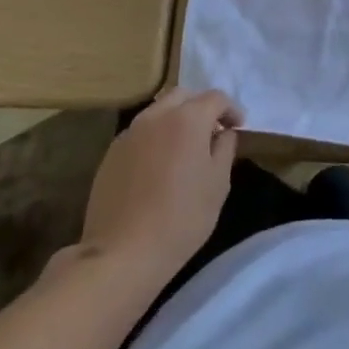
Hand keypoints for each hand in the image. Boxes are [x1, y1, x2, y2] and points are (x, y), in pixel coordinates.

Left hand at [76, 88, 240, 274]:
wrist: (123, 252)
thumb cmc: (182, 217)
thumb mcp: (219, 183)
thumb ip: (225, 149)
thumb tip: (223, 134)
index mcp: (188, 119)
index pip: (215, 98)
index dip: (231, 109)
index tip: (238, 127)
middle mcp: (156, 117)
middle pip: (183, 96)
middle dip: (201, 107)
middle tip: (212, 130)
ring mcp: (129, 134)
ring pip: (158, 112)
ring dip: (176, 120)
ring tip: (185, 147)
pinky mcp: (110, 154)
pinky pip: (140, 133)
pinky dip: (155, 137)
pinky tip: (159, 165)